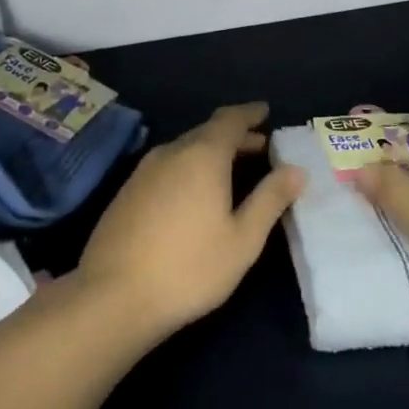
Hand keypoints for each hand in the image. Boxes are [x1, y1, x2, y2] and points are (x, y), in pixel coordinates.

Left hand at [77, 102, 304, 340]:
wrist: (112, 297)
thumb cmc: (189, 268)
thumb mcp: (243, 239)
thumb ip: (270, 199)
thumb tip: (295, 170)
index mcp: (203, 155)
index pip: (230, 119)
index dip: (250, 113)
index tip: (265, 112)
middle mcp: (171, 152)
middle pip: (207, 132)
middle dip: (235, 136)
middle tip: (260, 147)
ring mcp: (143, 171)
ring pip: (185, 149)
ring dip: (211, 152)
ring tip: (231, 170)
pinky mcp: (126, 192)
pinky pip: (166, 165)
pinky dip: (189, 167)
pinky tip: (194, 193)